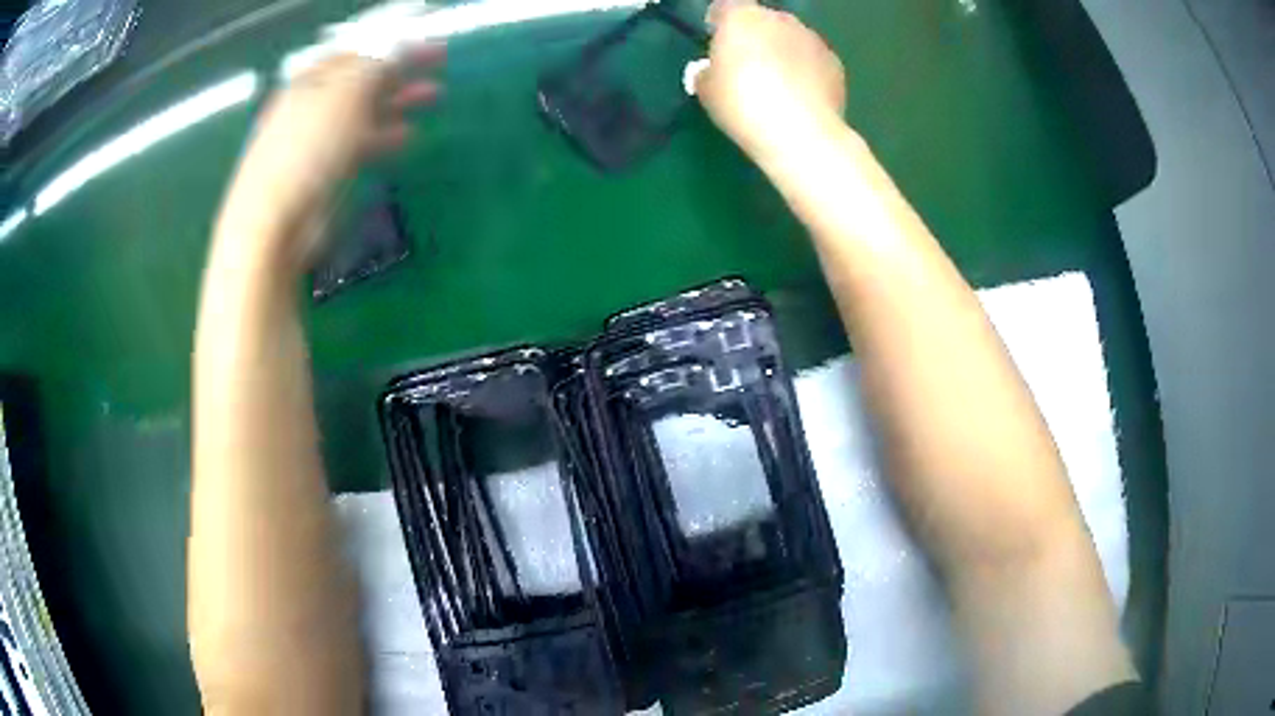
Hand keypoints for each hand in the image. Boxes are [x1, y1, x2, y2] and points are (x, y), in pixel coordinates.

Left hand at [219, 46, 443, 270]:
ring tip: (432, 96)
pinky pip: (358, 143)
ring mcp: (316, 140)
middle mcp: (311, 105)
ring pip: (364, 110)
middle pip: (361, 79)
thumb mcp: (346, 95)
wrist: (274, 225)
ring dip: (398, 100)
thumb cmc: (307, 152)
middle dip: (401, 68)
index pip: (356, 51)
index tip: (426, 44)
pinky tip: (406, 135)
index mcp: (311, 80)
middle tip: (438, 62)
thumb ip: (375, 65)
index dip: (392, 43)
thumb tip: (398, 43)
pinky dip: (383, 135)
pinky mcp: (323, 172)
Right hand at [696, 1, 844, 162]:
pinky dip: (807, 71)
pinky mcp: (835, 63)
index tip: (716, 43)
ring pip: (791, 38)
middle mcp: (780, 19)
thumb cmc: (744, 106)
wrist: (801, 134)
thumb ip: (707, 72)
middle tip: (747, 67)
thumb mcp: (707, 91)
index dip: (718, 24)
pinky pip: (813, 60)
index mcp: (742, 17)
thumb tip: (712, 71)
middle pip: (762, 20)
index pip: (724, 7)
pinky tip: (801, 97)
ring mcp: (812, 39)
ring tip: (778, 85)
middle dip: (755, 37)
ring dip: (783, 52)